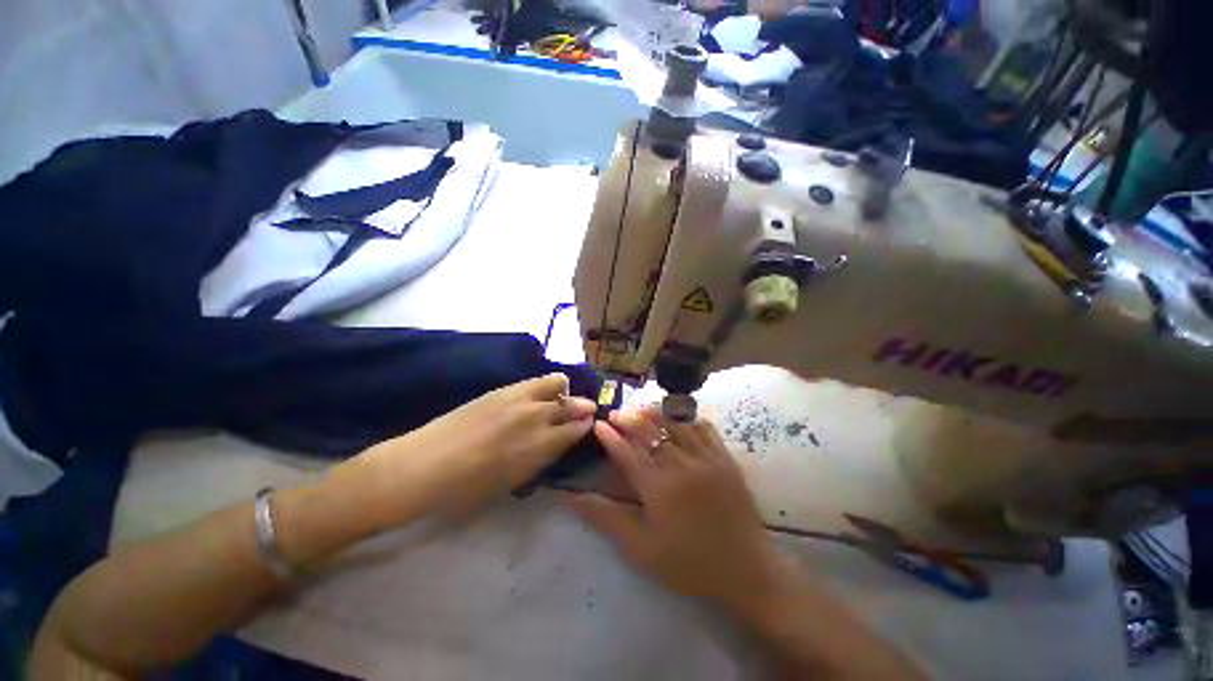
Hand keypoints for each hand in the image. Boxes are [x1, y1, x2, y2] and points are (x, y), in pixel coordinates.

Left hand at [358, 373, 595, 522]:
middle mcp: (535, 417)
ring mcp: (519, 398)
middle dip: (583, 407)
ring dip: (565, 391)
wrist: (421, 466)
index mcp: (538, 446)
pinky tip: (542, 392)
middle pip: (572, 404)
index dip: (585, 426)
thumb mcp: (511, 481)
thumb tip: (556, 442)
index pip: (575, 429)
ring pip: (558, 383)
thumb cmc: (466, 489)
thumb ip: (539, 458)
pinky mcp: (502, 389)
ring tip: (561, 398)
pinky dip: (548, 384)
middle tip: (584, 411)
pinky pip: (536, 380)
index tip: (588, 425)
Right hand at [563, 408, 784, 611]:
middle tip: (616, 413)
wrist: (746, 571)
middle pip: (650, 432)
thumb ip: (607, 519)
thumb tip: (571, 499)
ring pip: (676, 424)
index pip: (627, 453)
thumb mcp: (642, 550)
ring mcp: (707, 459)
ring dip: (656, 414)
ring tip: (641, 408)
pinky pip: (705, 428)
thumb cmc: (689, 564)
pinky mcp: (726, 459)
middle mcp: (682, 466)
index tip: (599, 424)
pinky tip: (679, 419)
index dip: (610, 437)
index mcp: (659, 489)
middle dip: (629, 419)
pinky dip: (688, 420)